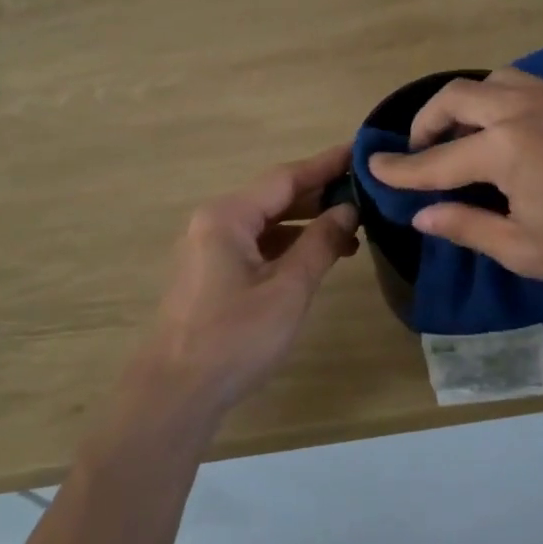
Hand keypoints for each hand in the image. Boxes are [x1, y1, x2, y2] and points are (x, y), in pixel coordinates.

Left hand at [135, 145, 360, 413]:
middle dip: (319, 195)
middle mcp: (214, 221)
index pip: (286, 177)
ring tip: (352, 231)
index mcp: (228, 215)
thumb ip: (320, 243)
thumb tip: (347, 210)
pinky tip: (316, 256)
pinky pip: (255, 244)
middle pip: (274, 197)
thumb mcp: (288, 289)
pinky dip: (287, 245)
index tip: (360, 152)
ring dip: (306, 224)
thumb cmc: (235, 337)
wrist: (177, 391)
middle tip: (365, 193)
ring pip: (266, 222)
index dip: (326, 165)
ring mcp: (209, 247)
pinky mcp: (211, 272)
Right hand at [367, 69, 542, 298]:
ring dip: (465, 104)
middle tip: (420, 152)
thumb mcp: (524, 249)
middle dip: (426, 122)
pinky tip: (509, 130)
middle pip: (456, 97)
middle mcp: (523, 109)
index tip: (373, 169)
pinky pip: (524, 83)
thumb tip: (421, 214)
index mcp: (506, 149)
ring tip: (463, 137)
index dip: (401, 169)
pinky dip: (500, 99)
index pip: (437, 160)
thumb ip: (466, 226)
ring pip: (491, 81)